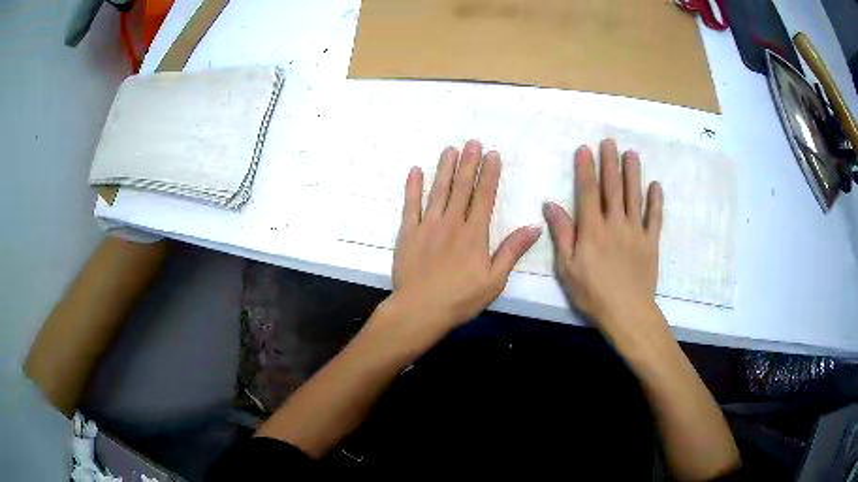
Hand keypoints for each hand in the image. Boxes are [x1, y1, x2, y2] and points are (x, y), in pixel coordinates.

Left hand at [390, 140, 541, 334]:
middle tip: (472, 142)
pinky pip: (410, 205)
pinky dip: (412, 187)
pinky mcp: (408, 232)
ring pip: (438, 190)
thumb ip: (512, 251)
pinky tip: (415, 170)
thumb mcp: (494, 280)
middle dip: (469, 163)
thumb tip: (534, 227)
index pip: (484, 197)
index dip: (490, 174)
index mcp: (474, 234)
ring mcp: (427, 225)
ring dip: (445, 168)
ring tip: (450, 149)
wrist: (420, 309)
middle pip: (462, 188)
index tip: (492, 155)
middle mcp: (451, 223)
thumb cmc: (461, 299)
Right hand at [543, 139, 663, 336]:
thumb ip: (562, 234)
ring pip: (634, 196)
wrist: (627, 312)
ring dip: (632, 173)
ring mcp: (636, 231)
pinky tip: (655, 185)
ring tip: (631, 153)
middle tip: (609, 141)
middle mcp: (615, 223)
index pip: (587, 192)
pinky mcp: (651, 241)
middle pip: (612, 188)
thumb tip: (550, 204)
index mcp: (592, 230)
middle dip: (610, 163)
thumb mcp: (567, 268)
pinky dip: (655, 200)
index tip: (585, 149)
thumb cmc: (593, 293)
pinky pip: (654, 217)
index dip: (585, 169)